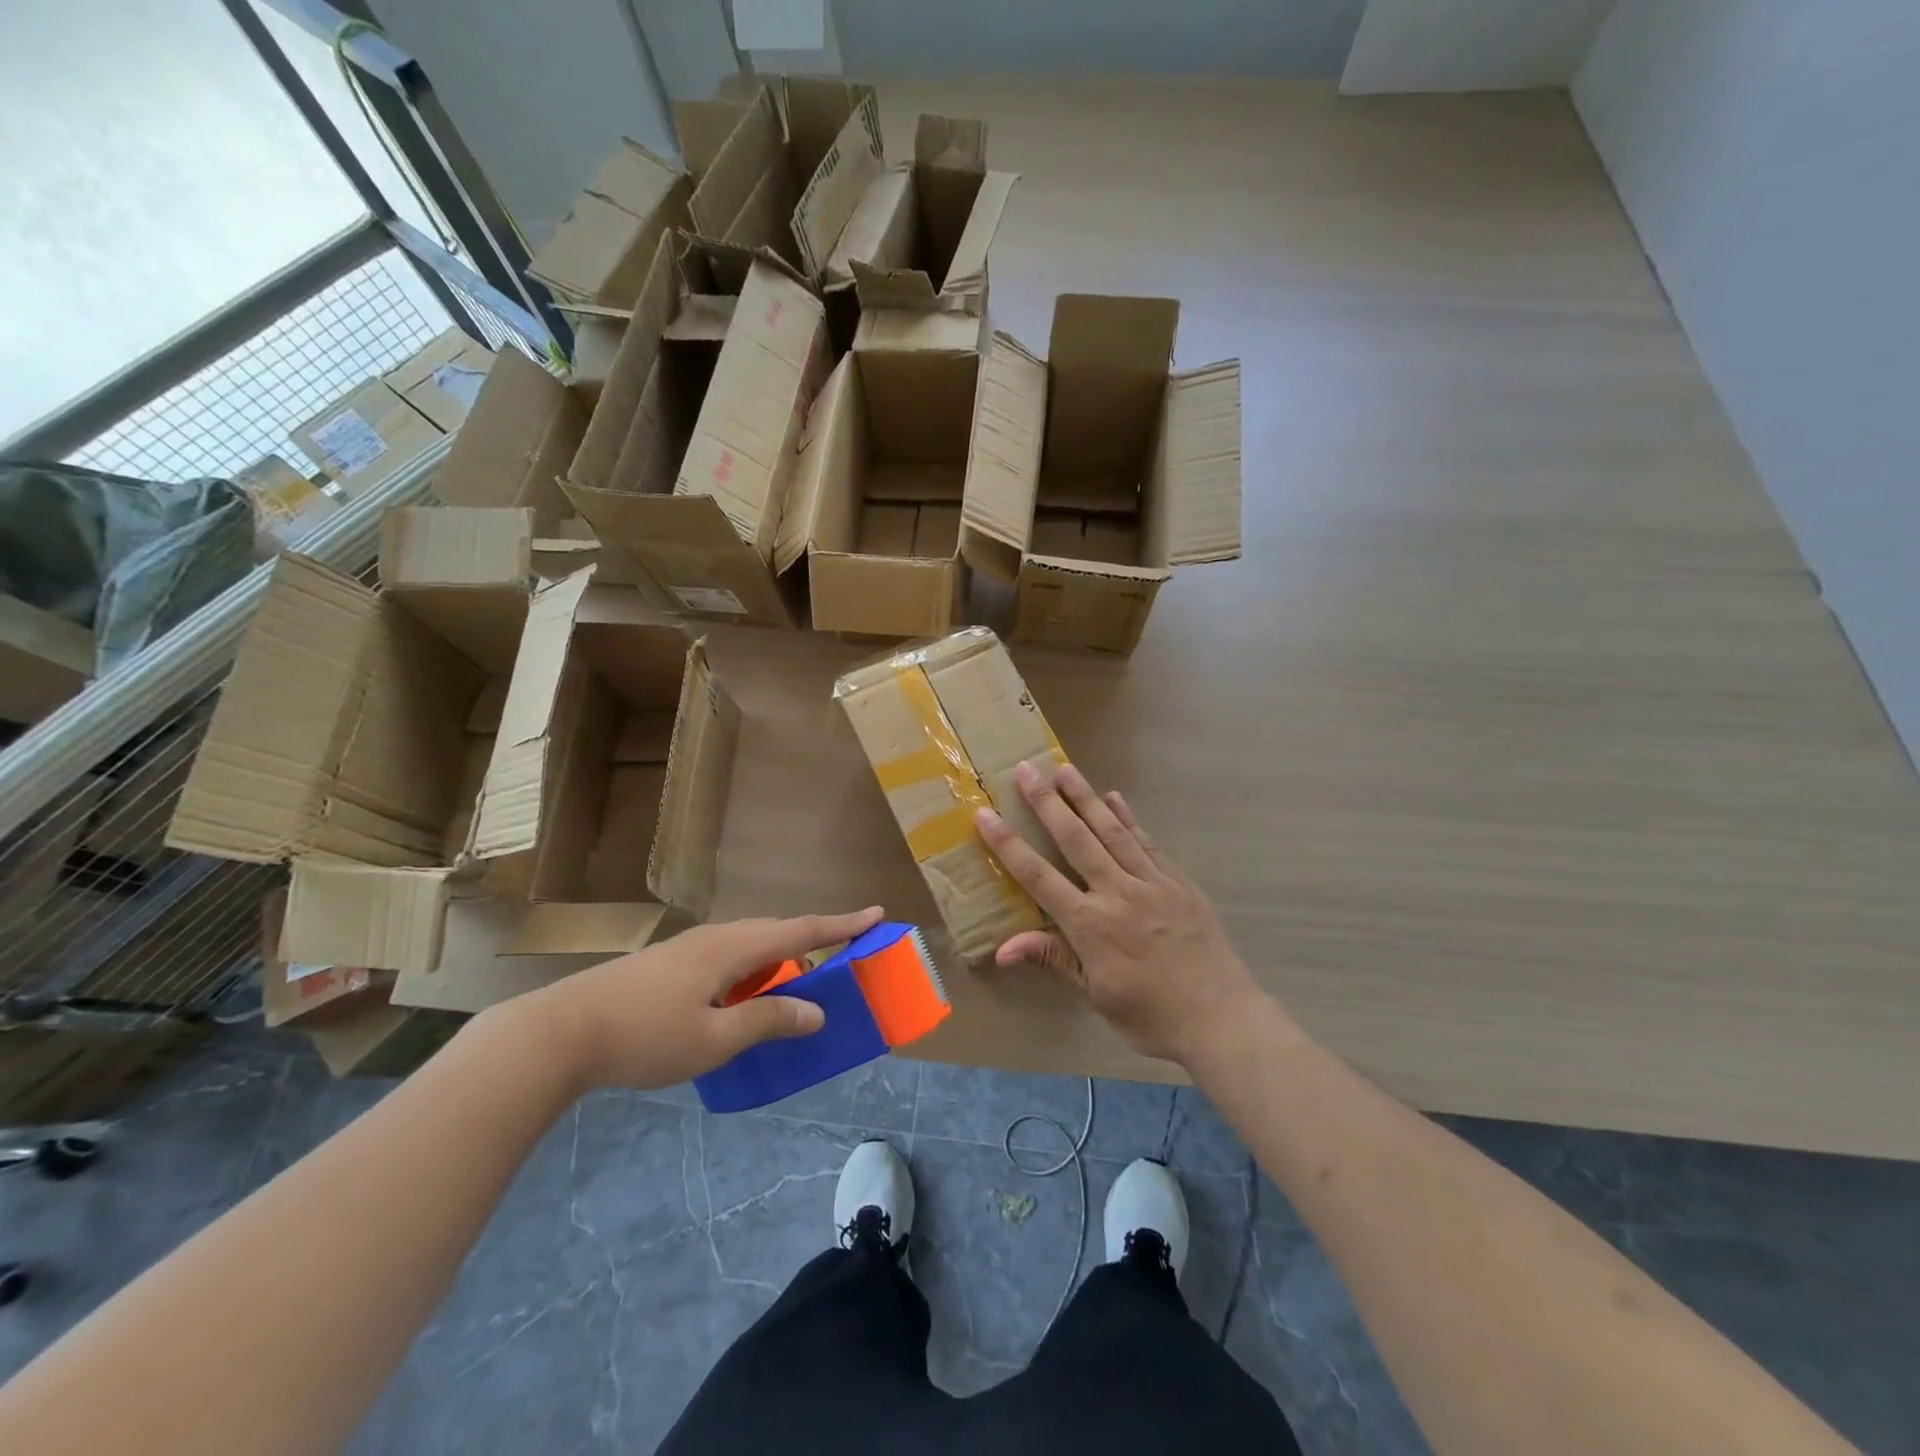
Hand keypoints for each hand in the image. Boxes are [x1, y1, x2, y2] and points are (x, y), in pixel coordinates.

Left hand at [519, 907, 883, 1091]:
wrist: (560, 1032)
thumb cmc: (645, 1036)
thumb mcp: (714, 1039)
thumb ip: (768, 1021)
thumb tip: (816, 1012)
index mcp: (733, 948)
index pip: (801, 930)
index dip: (841, 925)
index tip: (876, 914)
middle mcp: (715, 938)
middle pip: (776, 933)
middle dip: (812, 942)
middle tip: (840, 958)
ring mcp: (688, 949)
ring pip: (749, 946)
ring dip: (778, 961)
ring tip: (792, 987)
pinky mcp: (668, 965)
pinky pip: (728, 959)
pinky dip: (751, 973)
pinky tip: (741, 1001)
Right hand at [975, 762, 1265, 1063]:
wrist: (1220, 1017)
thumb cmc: (1150, 1015)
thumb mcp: (1095, 994)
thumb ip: (1053, 959)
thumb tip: (1002, 951)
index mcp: (1090, 924)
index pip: (1038, 876)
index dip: (1008, 845)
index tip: (986, 814)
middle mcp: (1117, 892)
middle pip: (1075, 839)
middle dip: (1047, 803)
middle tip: (1026, 770)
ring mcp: (1151, 882)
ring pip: (1111, 831)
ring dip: (1085, 798)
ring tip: (1064, 769)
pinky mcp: (1178, 881)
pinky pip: (1147, 842)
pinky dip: (1128, 818)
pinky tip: (1114, 798)